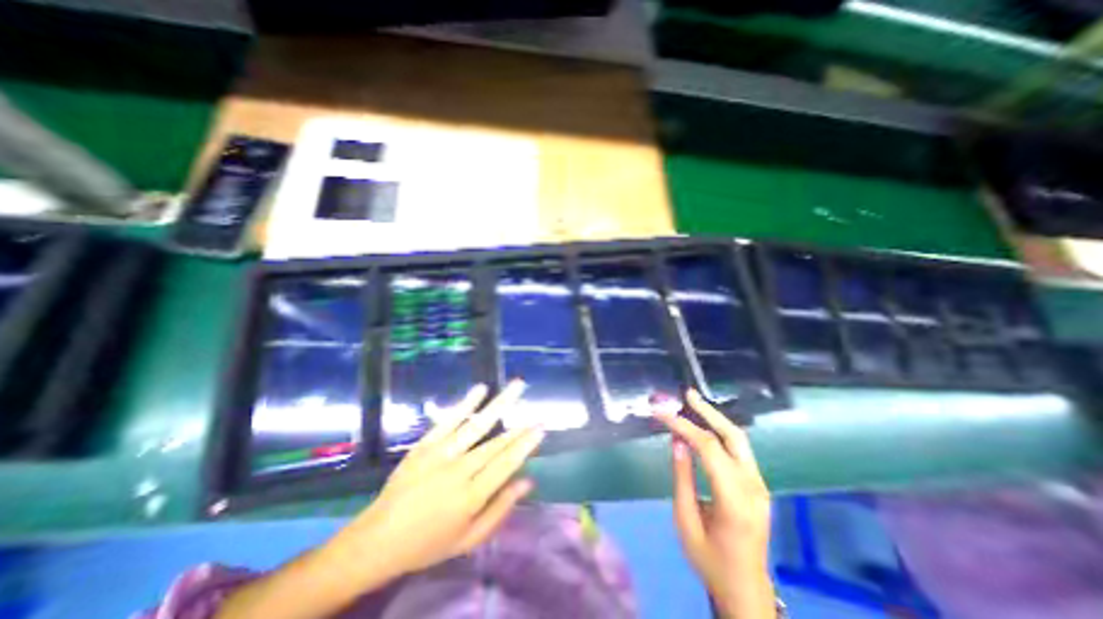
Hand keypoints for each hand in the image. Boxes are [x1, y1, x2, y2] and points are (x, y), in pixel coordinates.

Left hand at [332, 382, 546, 578]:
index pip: (506, 464)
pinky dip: (465, 404)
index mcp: (470, 497)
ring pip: (477, 425)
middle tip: (537, 412)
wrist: (376, 540)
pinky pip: (448, 420)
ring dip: (500, 404)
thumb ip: (500, 509)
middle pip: (496, 444)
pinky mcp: (424, 445)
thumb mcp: (468, 539)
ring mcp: (439, 454)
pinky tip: (481, 390)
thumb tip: (528, 481)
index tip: (541, 428)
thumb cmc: (428, 544)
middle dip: (519, 427)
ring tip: (517, 386)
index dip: (525, 444)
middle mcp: (458, 471)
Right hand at [654, 389, 773, 616]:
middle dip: (707, 412)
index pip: (709, 448)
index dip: (684, 426)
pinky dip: (719, 433)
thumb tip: (677, 441)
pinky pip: (739, 450)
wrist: (745, 588)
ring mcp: (760, 485)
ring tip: (693, 403)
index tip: (661, 413)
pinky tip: (705, 426)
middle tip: (687, 394)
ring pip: (739, 440)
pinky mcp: (758, 485)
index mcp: (734, 500)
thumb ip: (682, 477)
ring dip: (715, 418)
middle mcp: (754, 487)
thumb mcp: (685, 520)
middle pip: (733, 437)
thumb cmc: (709, 558)